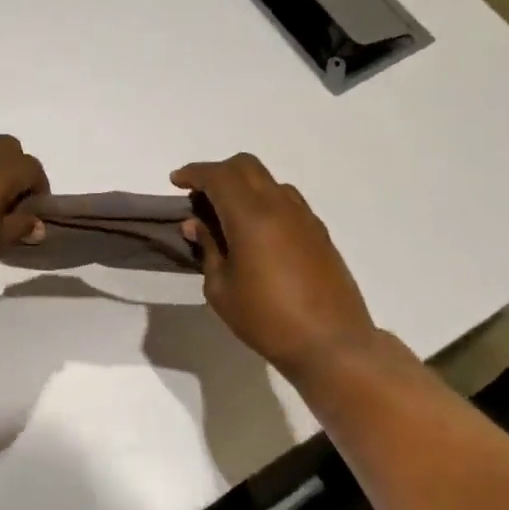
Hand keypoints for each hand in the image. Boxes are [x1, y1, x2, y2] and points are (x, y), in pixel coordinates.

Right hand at [172, 154, 380, 380]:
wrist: (332, 344)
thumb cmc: (267, 320)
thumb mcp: (221, 290)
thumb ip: (208, 249)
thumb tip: (196, 224)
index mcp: (251, 217)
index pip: (218, 176)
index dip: (194, 173)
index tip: (176, 182)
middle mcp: (279, 206)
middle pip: (245, 166)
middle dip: (218, 172)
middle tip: (199, 195)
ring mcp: (304, 216)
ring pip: (268, 181)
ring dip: (242, 186)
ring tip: (226, 215)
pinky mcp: (319, 232)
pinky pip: (286, 200)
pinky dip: (263, 201)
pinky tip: (255, 231)